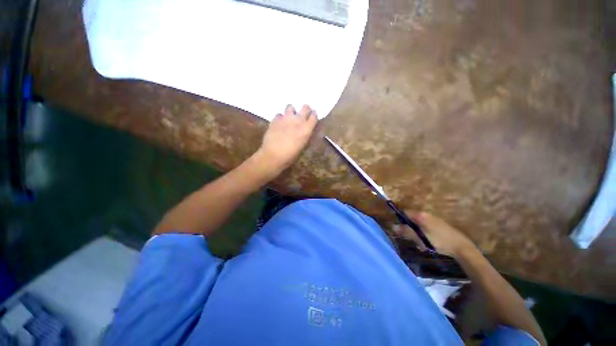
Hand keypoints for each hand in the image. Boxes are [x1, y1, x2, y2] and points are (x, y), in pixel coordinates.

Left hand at [257, 104, 317, 175]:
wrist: (273, 155)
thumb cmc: (290, 156)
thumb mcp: (302, 147)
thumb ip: (305, 136)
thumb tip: (306, 131)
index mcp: (306, 129)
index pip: (314, 116)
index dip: (314, 115)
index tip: (312, 116)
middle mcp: (298, 120)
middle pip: (305, 107)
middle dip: (305, 109)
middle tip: (303, 114)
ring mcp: (286, 118)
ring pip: (290, 107)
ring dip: (291, 111)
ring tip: (289, 118)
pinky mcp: (275, 119)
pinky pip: (279, 115)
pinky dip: (280, 118)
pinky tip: (279, 124)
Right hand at [392, 211, 475, 257]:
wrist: (461, 247)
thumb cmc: (439, 241)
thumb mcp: (420, 237)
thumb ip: (406, 231)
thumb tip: (393, 226)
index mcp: (420, 215)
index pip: (404, 212)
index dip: (399, 219)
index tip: (398, 229)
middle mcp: (425, 215)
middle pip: (411, 219)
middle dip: (409, 229)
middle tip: (411, 239)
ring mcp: (432, 219)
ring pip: (418, 225)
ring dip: (416, 233)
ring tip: (420, 244)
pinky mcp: (438, 225)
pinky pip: (425, 228)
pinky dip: (423, 234)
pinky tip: (427, 244)